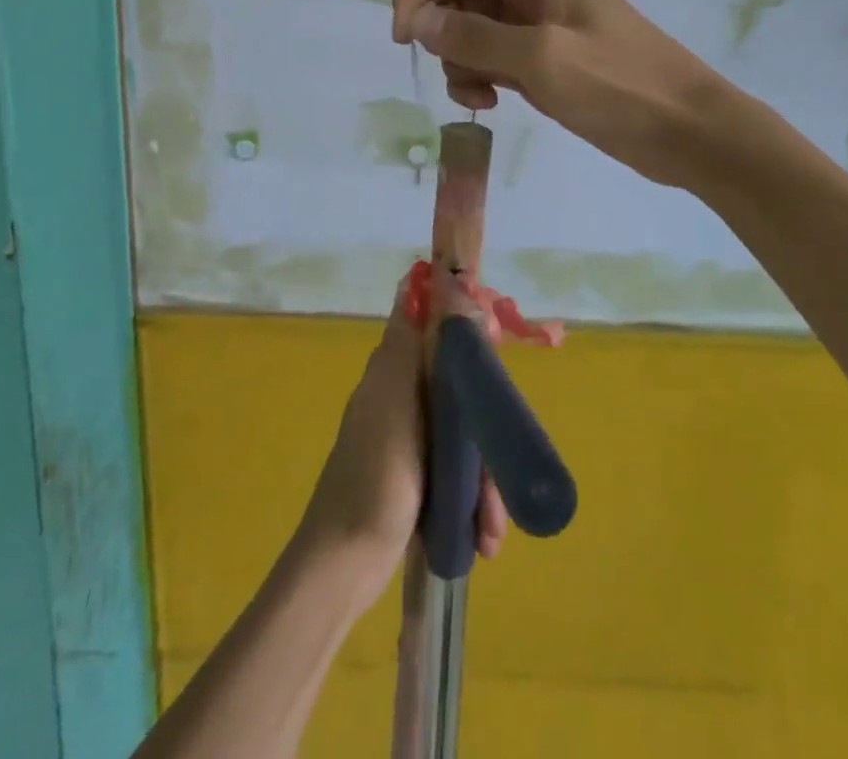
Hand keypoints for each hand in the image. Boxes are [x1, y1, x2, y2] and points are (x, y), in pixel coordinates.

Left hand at [298, 278, 507, 596]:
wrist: (344, 565)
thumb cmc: (374, 477)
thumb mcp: (394, 403)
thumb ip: (411, 347)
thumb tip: (421, 281)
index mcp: (394, 371)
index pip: (433, 328)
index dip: (465, 330)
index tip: (497, 348)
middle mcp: (403, 398)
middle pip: (461, 389)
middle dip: (487, 431)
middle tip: (503, 468)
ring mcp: (411, 441)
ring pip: (464, 438)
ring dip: (484, 481)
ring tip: (491, 526)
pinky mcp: (418, 480)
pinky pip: (457, 476)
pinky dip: (472, 503)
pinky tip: (482, 538)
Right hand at [391, 0, 725, 187]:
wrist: (688, 131)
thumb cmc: (619, 85)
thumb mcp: (540, 57)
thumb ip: (473, 36)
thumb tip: (415, 19)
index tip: (402, 39)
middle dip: (443, 33)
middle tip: (456, 72)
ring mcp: (542, 27)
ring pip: (474, 31)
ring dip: (461, 61)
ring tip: (480, 97)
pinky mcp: (547, 60)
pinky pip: (495, 58)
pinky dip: (482, 77)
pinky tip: (493, 103)